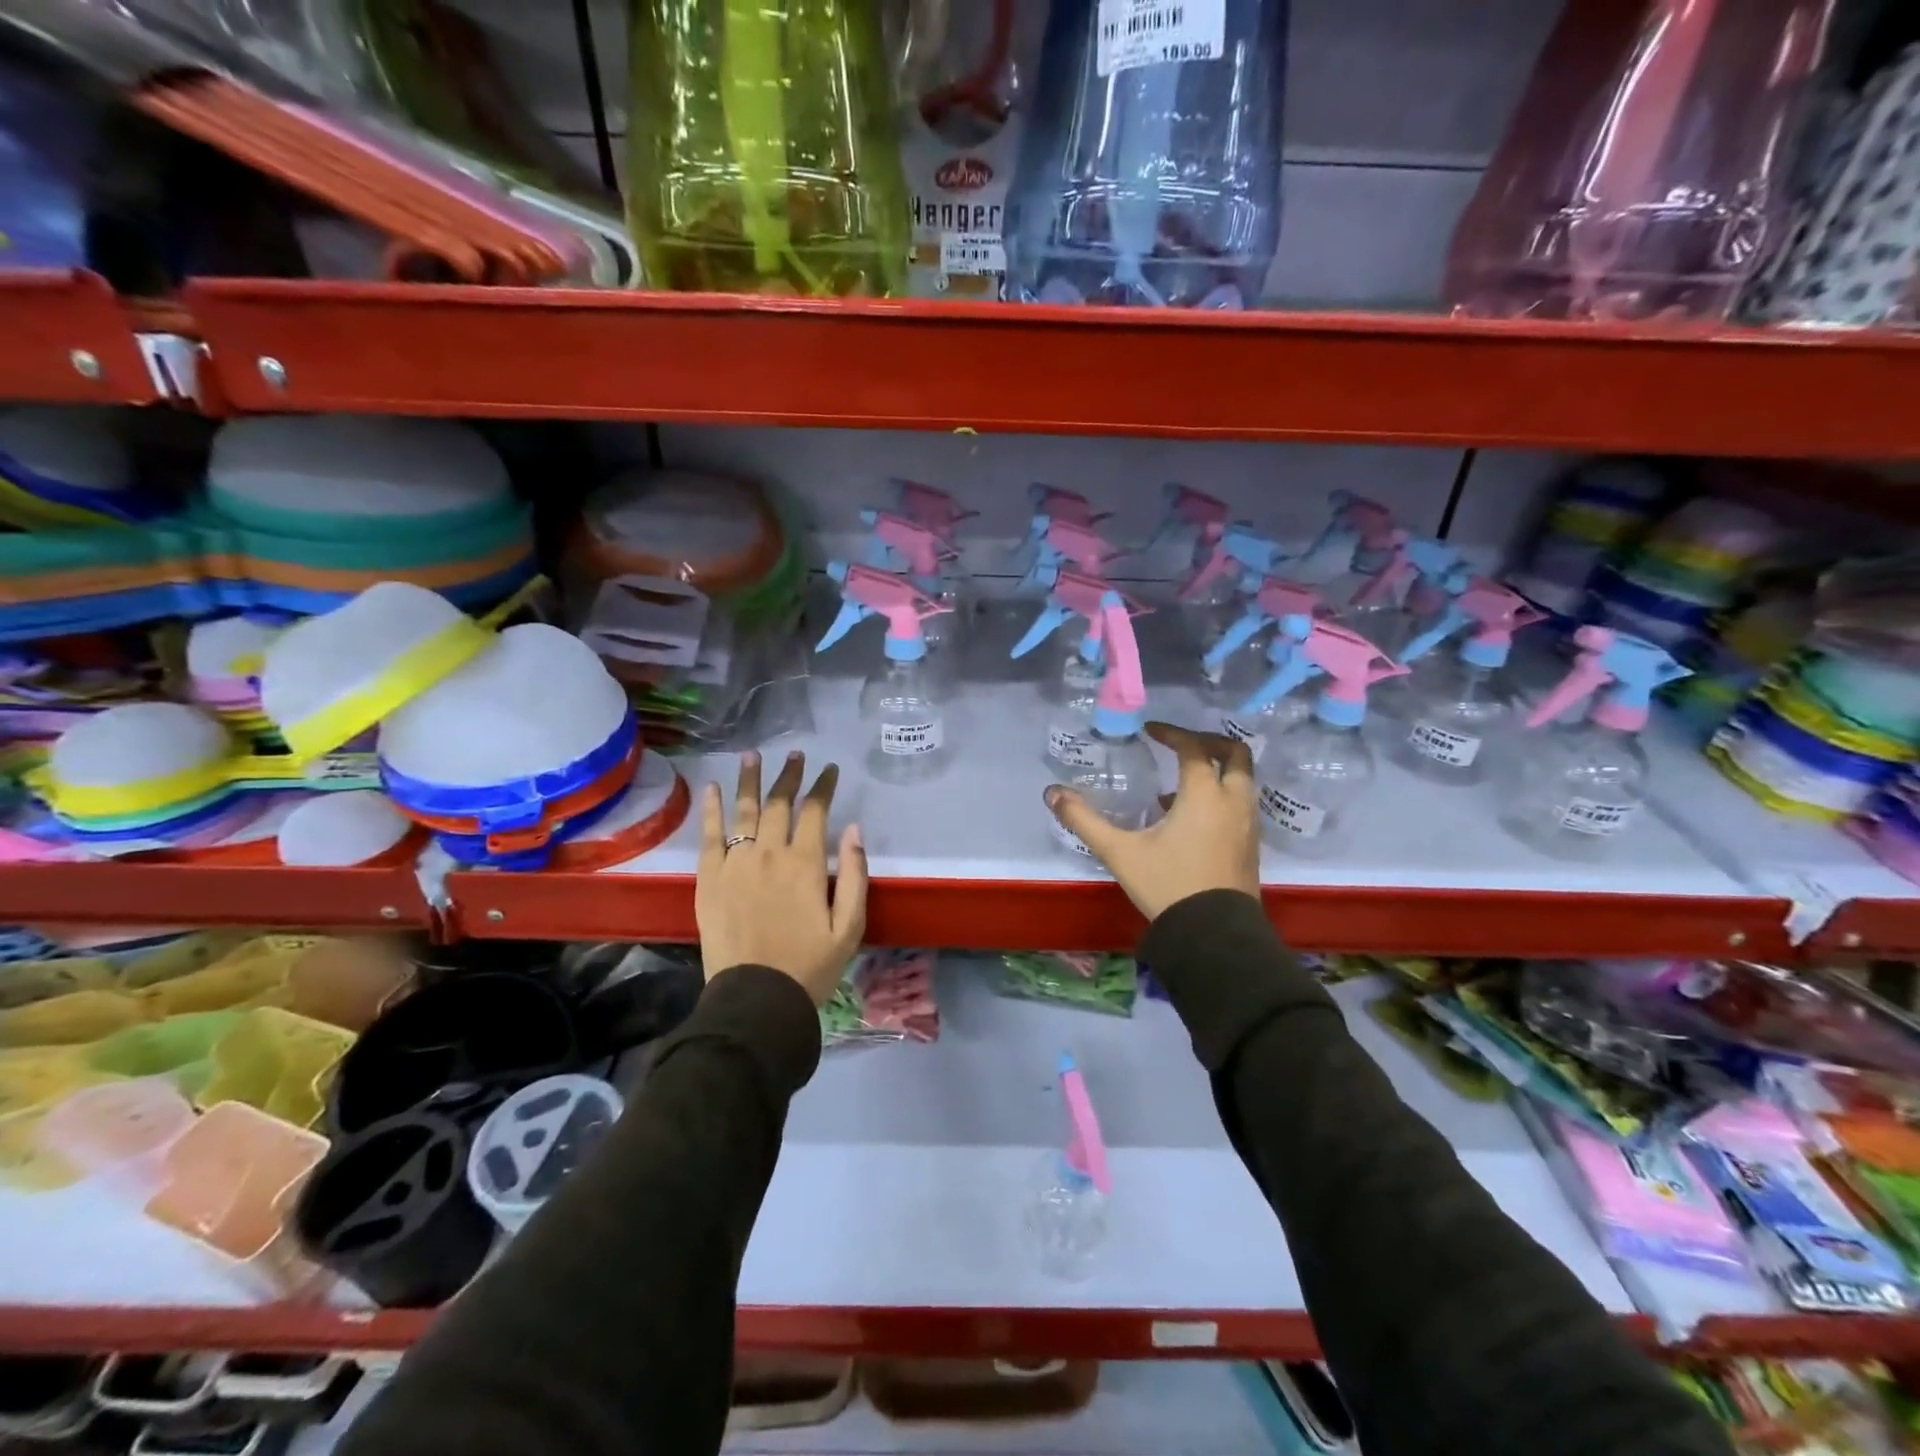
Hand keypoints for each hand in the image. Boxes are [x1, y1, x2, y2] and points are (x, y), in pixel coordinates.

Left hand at [696, 750, 868, 1004]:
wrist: (756, 1000)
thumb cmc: (810, 966)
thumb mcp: (850, 926)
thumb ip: (855, 875)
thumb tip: (854, 829)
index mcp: (806, 864)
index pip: (816, 811)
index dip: (823, 786)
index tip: (830, 770)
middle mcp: (769, 853)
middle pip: (778, 803)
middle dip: (789, 775)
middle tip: (794, 754)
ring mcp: (735, 864)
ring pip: (743, 811)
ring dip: (749, 780)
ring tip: (751, 755)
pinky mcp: (709, 879)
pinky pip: (709, 836)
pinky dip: (711, 809)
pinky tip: (712, 788)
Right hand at [1045, 722, 1259, 920]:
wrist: (1214, 936)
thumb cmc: (1167, 885)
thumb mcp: (1119, 852)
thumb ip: (1084, 820)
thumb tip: (1052, 793)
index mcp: (1204, 794)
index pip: (1193, 747)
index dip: (1172, 733)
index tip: (1150, 731)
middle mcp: (1233, 801)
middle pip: (1234, 754)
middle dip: (1208, 742)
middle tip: (1179, 744)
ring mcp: (1248, 823)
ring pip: (1242, 779)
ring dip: (1215, 770)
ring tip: (1178, 783)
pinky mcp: (1250, 844)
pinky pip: (1240, 803)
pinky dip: (1221, 794)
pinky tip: (1189, 818)